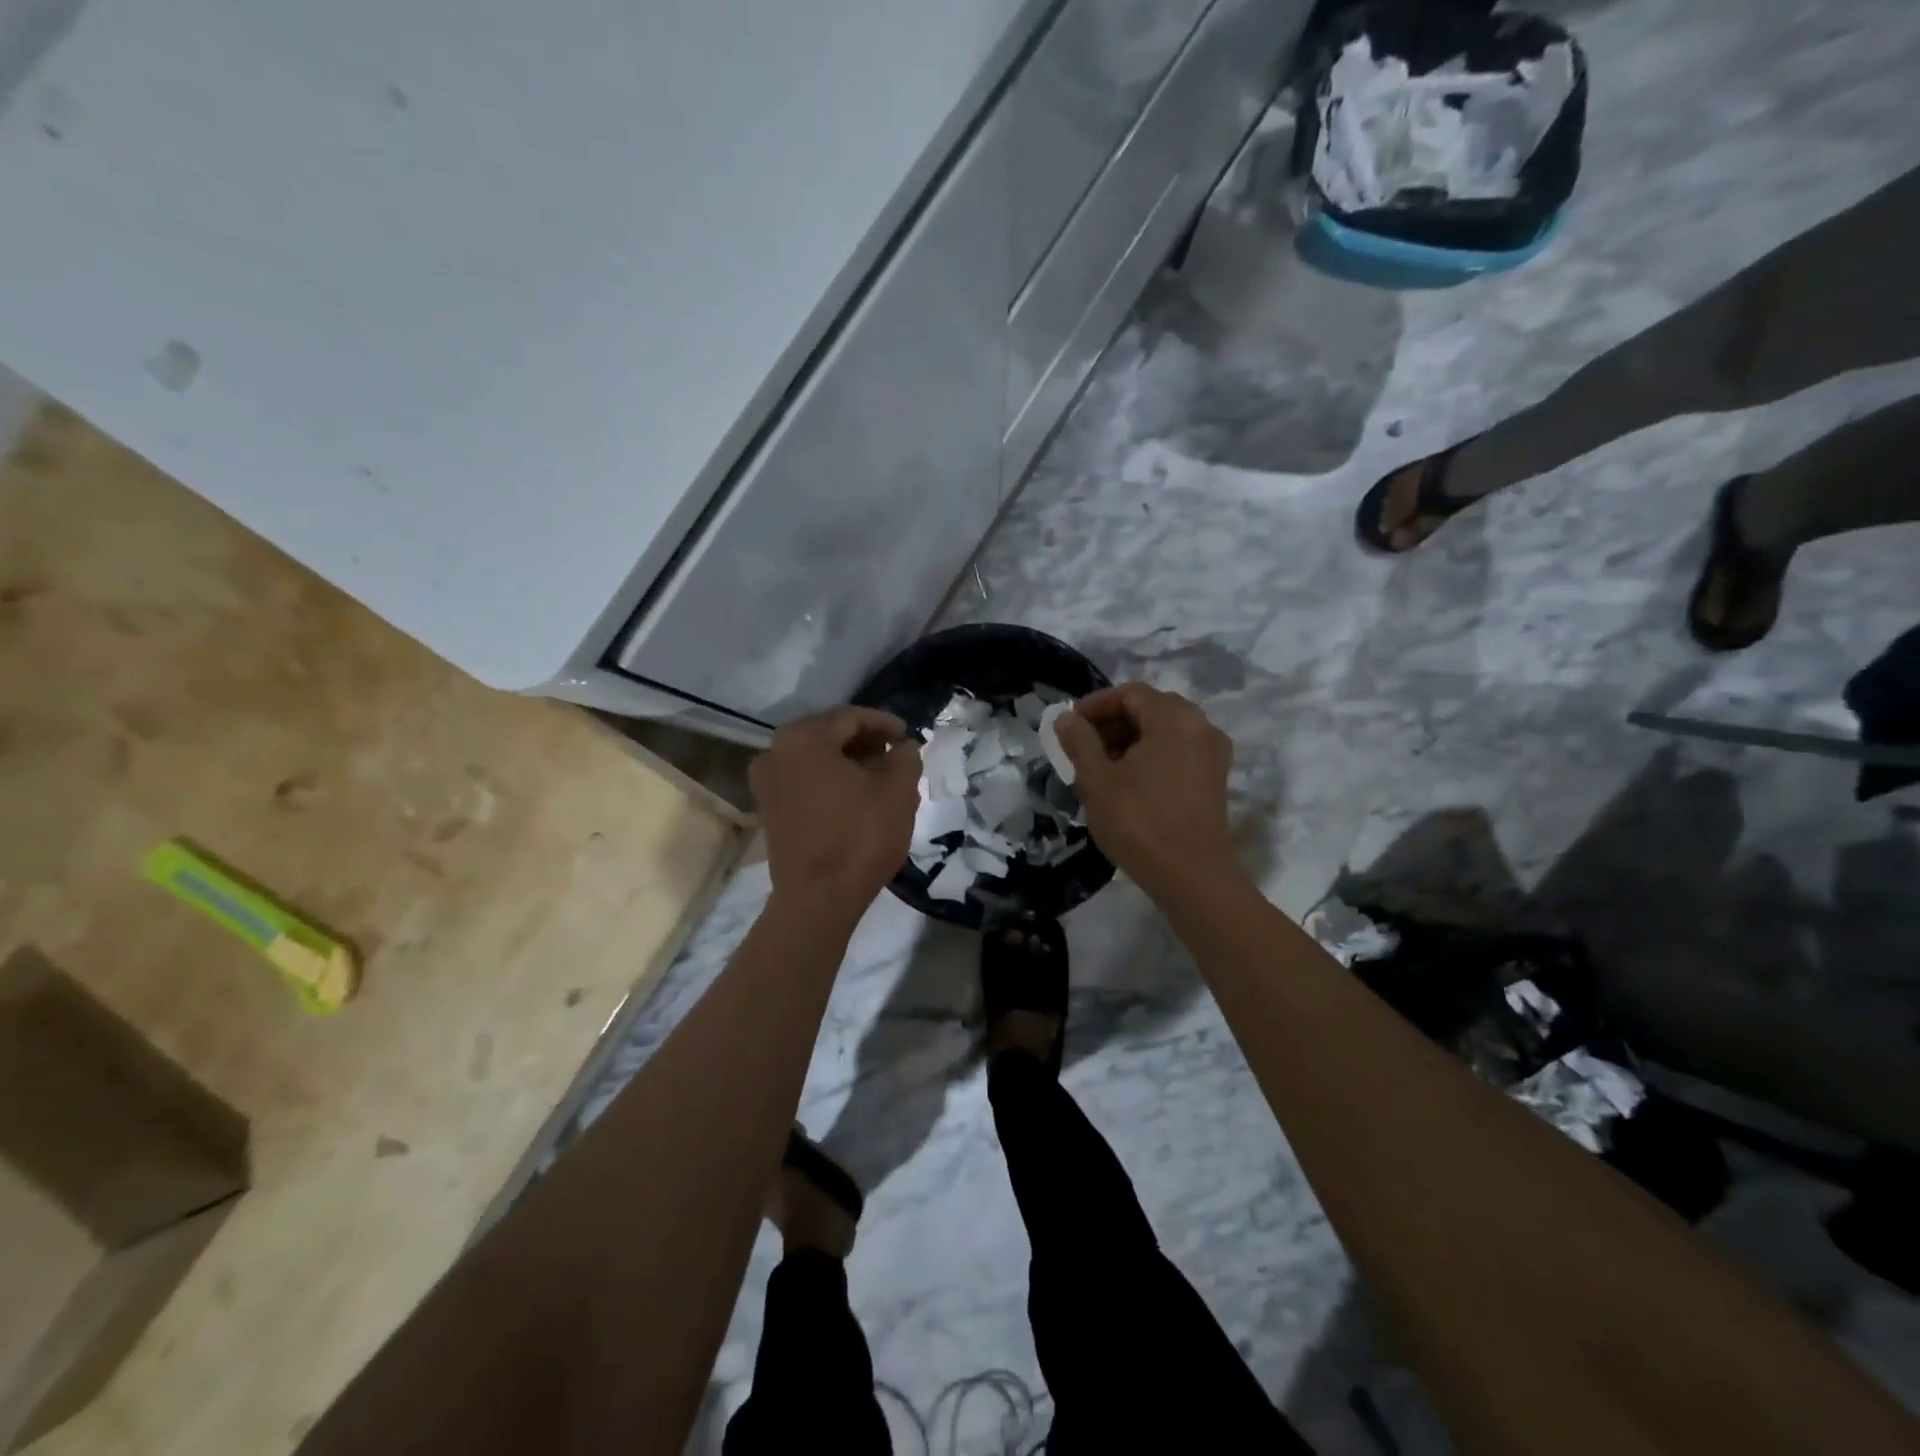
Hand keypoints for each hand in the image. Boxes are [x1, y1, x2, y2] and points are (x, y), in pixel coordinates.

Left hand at [749, 706, 921, 917]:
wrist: (817, 899)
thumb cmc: (860, 837)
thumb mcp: (898, 792)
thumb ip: (905, 757)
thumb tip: (902, 747)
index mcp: (804, 738)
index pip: (850, 717)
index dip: (883, 723)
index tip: (907, 735)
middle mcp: (775, 751)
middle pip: (827, 733)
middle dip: (863, 740)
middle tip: (894, 752)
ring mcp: (766, 781)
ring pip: (813, 757)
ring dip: (846, 759)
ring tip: (879, 775)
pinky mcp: (767, 808)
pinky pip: (802, 778)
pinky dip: (828, 778)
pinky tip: (854, 794)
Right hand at [1055, 683, 1235, 895]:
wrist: (1191, 876)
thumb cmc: (1139, 822)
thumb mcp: (1097, 780)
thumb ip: (1079, 741)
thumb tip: (1066, 718)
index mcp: (1174, 718)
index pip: (1129, 693)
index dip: (1096, 705)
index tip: (1070, 727)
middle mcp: (1201, 726)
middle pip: (1150, 708)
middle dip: (1113, 722)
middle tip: (1083, 747)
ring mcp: (1213, 753)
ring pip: (1165, 731)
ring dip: (1131, 740)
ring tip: (1101, 767)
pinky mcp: (1215, 778)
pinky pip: (1179, 751)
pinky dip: (1152, 755)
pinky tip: (1129, 782)